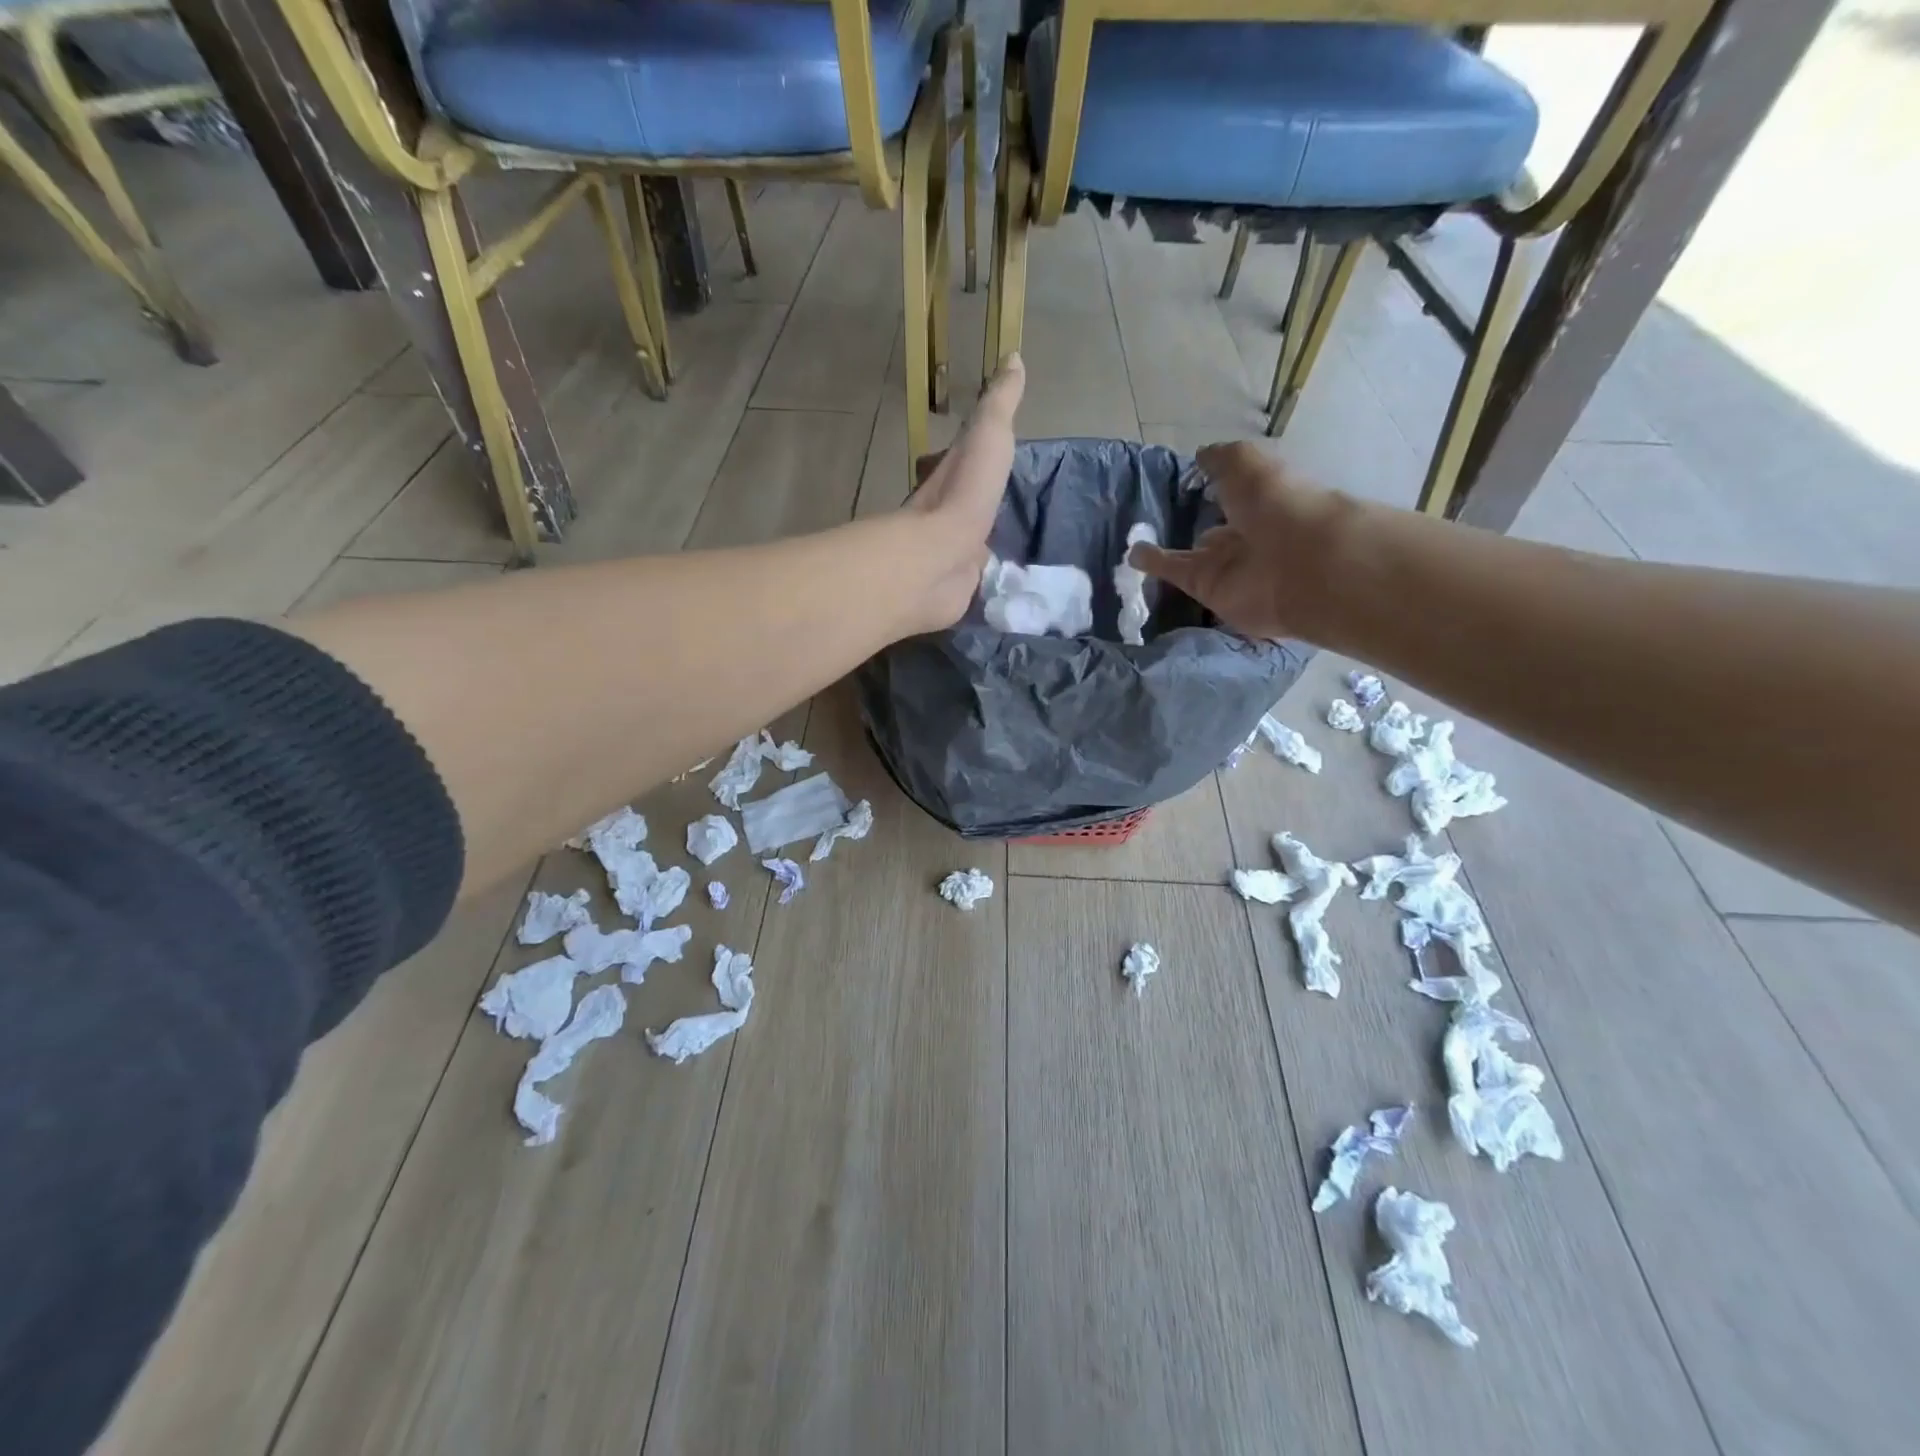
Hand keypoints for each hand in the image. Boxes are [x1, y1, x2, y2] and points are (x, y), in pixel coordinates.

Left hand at [903, 353, 1025, 630]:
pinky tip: (1002, 576)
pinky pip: (977, 572)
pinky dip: (987, 571)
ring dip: (983, 537)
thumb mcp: (988, 434)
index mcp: (953, 473)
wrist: (939, 559)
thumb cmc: (964, 492)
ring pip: (972, 537)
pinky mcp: (960, 584)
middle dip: (983, 498)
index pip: (966, 456)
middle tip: (1008, 500)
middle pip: (968, 499)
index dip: (979, 450)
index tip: (996, 450)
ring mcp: (953, 550)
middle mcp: (948, 510)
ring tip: (1010, 539)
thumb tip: (1013, 357)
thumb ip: (1000, 402)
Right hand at [1128, 441, 1350, 639]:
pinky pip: (1176, 573)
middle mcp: (1248, 534)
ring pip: (1192, 556)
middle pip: (1218, 529)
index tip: (1194, 478)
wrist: (1295, 564)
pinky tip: (1132, 554)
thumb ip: (1221, 460)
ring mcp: (1228, 565)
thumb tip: (1200, 456)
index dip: (1220, 484)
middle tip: (1166, 517)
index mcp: (1266, 500)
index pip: (1239, 492)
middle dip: (1199, 524)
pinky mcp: (1206, 589)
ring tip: (1138, 540)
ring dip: (1170, 552)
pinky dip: (1154, 564)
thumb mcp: (1248, 464)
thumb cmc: (1277, 503)